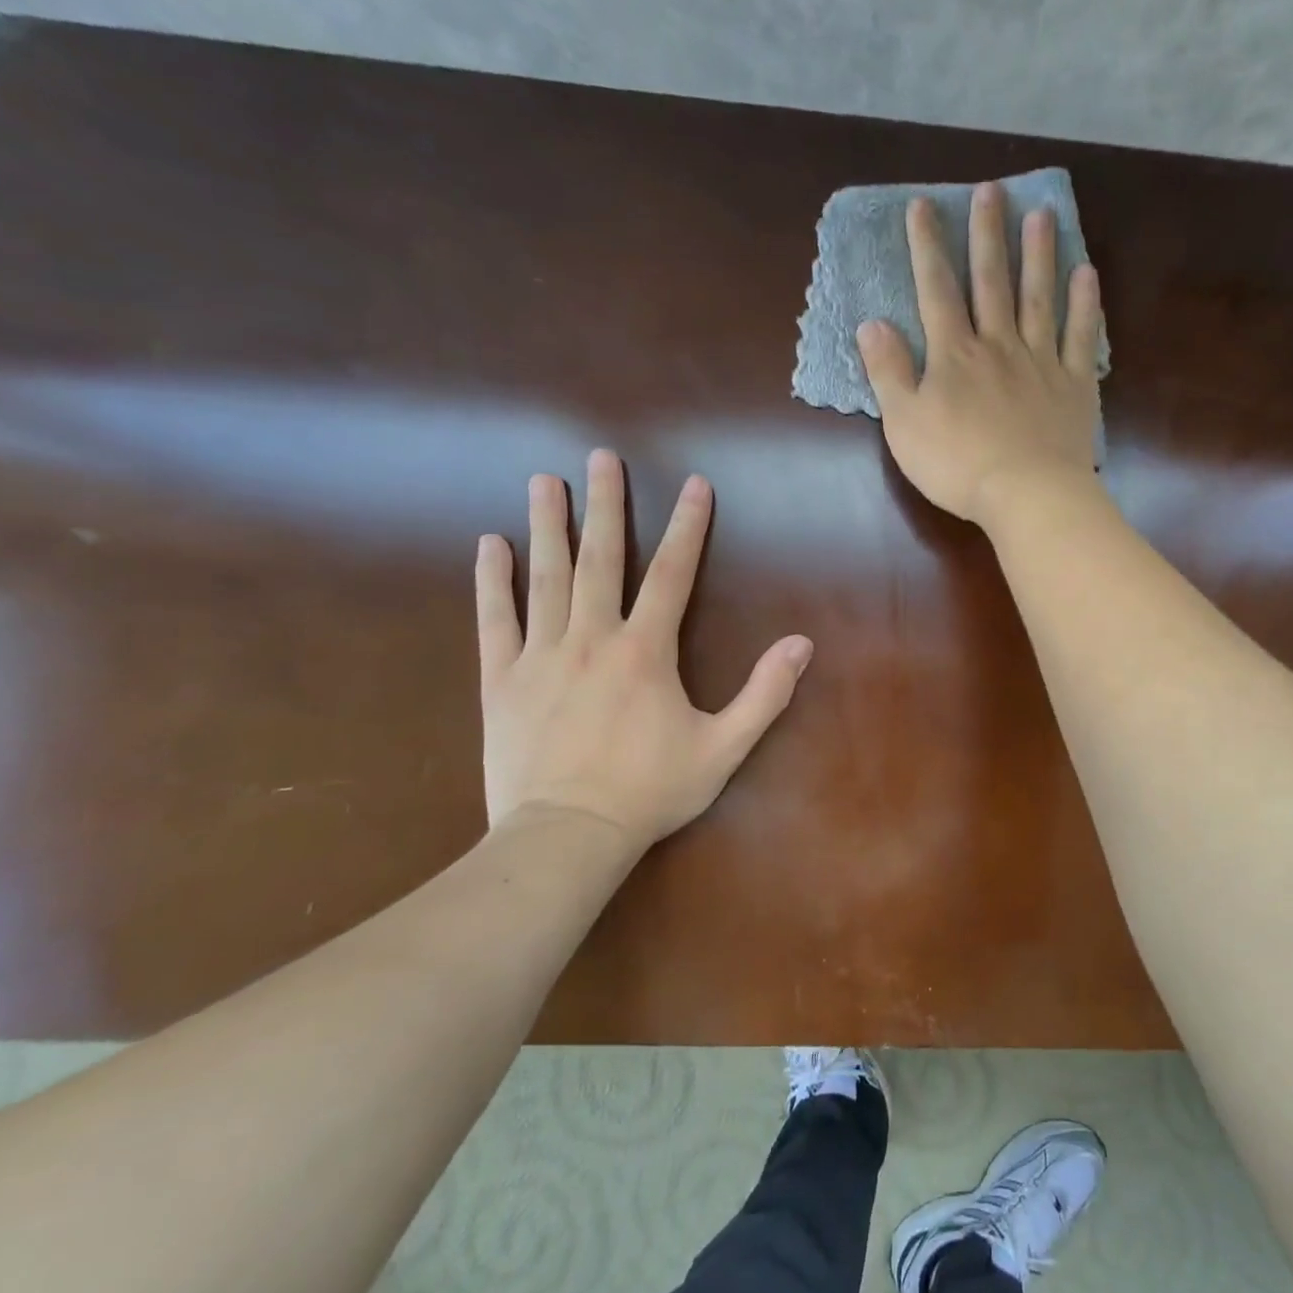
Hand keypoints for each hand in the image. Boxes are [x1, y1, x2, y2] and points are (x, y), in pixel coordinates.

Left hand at [476, 450, 812, 853]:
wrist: (566, 835)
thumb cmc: (650, 791)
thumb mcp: (724, 747)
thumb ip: (765, 694)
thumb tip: (802, 644)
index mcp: (646, 651)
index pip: (672, 574)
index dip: (687, 526)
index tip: (694, 484)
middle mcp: (592, 638)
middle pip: (600, 559)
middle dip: (605, 504)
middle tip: (601, 457)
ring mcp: (541, 655)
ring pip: (545, 578)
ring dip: (547, 526)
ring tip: (543, 480)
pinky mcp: (501, 679)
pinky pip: (495, 620)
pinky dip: (491, 581)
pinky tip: (489, 544)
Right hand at [855, 182, 1104, 524]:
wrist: (1027, 494)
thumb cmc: (957, 465)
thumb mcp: (904, 424)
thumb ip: (888, 372)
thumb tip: (872, 324)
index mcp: (954, 355)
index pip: (936, 290)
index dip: (928, 247)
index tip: (923, 206)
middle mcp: (999, 345)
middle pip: (992, 281)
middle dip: (987, 235)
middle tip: (991, 191)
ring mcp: (1041, 362)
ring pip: (1039, 297)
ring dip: (1038, 254)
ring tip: (1041, 214)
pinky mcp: (1074, 385)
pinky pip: (1080, 336)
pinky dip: (1084, 304)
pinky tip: (1085, 273)